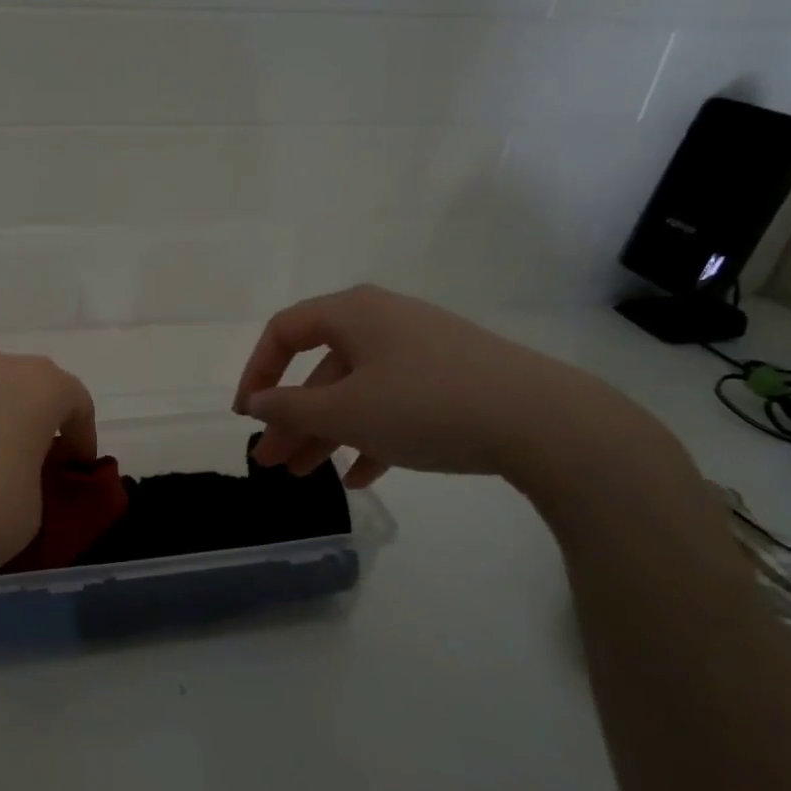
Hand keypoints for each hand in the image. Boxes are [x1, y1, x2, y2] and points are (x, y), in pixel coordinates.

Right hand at [233, 285, 655, 489]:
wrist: (544, 421)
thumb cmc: (426, 404)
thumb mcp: (347, 411)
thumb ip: (291, 407)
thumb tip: (256, 402)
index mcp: (352, 313)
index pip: (284, 332)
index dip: (256, 372)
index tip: (246, 417)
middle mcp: (382, 321)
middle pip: (319, 368)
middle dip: (291, 418)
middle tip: (271, 461)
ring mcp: (420, 349)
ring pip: (356, 390)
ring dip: (327, 432)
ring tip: (307, 476)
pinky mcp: (450, 378)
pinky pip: (394, 403)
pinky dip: (371, 436)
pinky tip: (362, 477)